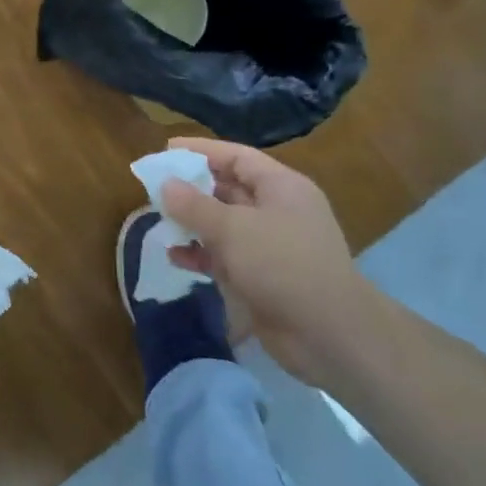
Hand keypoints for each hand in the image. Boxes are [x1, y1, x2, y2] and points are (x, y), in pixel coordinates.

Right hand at [159, 138, 383, 384]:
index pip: (237, 157)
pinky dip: (201, 255)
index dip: (201, 151)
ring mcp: (272, 246)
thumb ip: (194, 205)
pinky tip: (175, 257)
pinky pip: (226, 257)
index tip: (167, 149)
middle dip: (193, 188)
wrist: (330, 336)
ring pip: (225, 225)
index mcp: (281, 187)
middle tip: (156, 187)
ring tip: (159, 221)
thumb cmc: (283, 265)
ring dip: (193, 223)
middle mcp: (278, 211)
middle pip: (229, 189)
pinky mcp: (263, 278)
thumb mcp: (233, 229)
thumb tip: (166, 184)